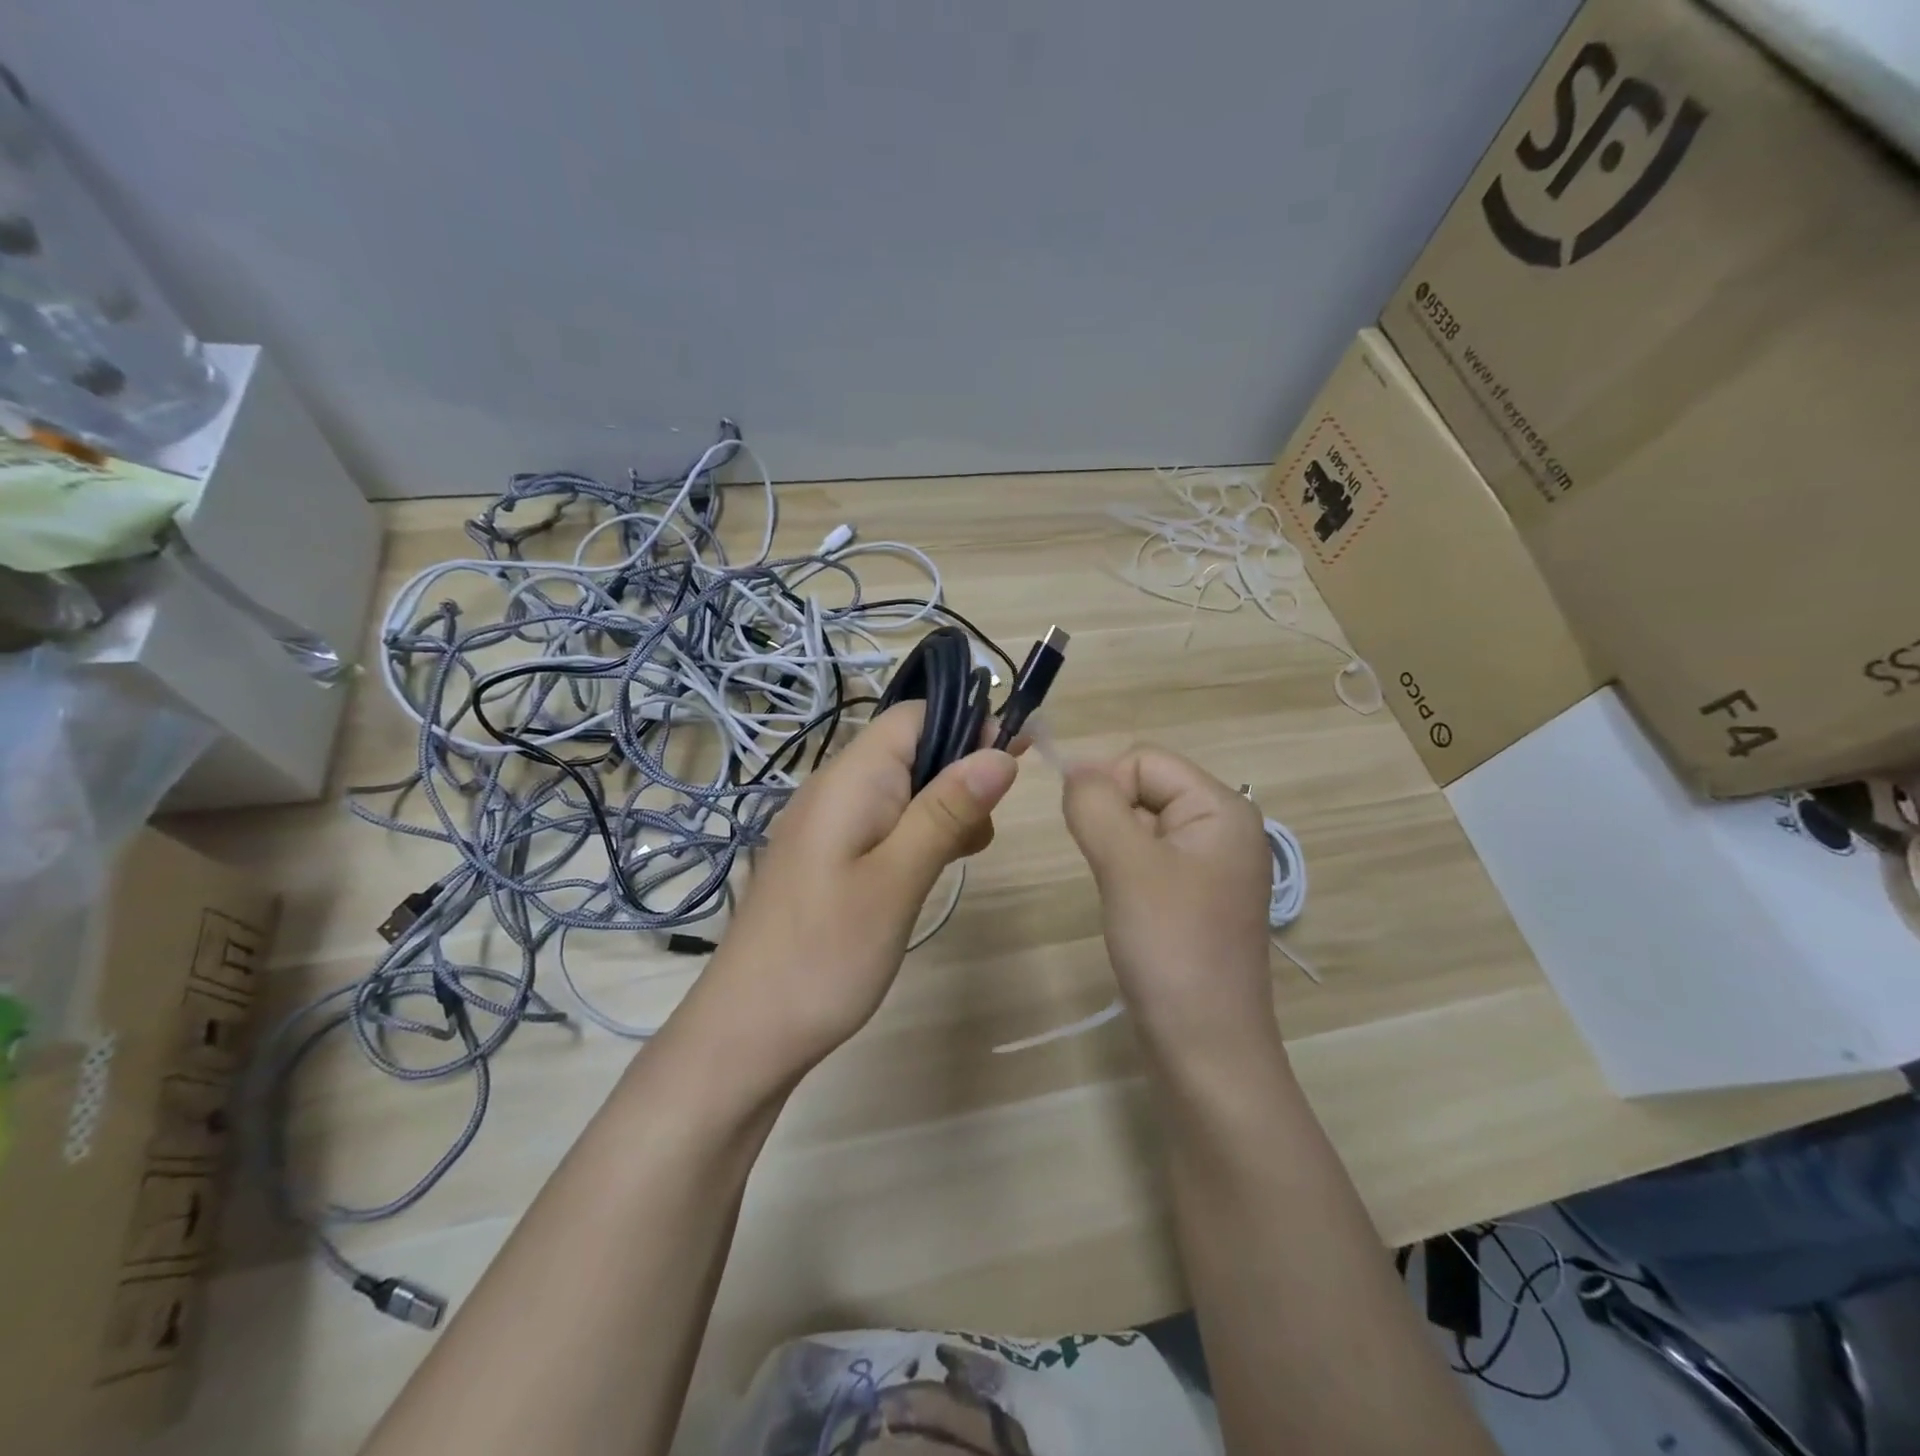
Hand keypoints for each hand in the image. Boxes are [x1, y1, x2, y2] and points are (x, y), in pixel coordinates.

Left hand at [704, 702, 1019, 1070]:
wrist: (747, 1032)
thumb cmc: (826, 954)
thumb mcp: (898, 879)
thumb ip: (947, 811)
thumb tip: (1000, 752)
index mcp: (850, 779)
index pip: (914, 715)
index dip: (967, 724)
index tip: (1013, 762)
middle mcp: (834, 788)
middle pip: (911, 750)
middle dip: (960, 776)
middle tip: (982, 834)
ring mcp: (827, 825)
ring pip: (902, 790)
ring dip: (943, 811)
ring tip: (960, 860)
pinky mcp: (826, 858)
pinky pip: (883, 825)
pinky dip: (917, 837)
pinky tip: (928, 875)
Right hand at [1061, 747, 1276, 1054]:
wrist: (1205, 1050)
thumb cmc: (1170, 947)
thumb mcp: (1126, 864)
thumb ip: (1095, 804)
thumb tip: (1075, 766)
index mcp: (1222, 808)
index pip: (1144, 760)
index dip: (1107, 787)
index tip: (1095, 840)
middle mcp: (1223, 828)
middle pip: (1144, 788)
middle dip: (1111, 820)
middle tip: (1111, 874)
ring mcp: (1212, 866)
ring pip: (1140, 826)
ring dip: (1115, 849)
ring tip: (1121, 895)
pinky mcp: (1196, 899)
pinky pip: (1149, 860)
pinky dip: (1125, 873)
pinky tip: (1129, 909)